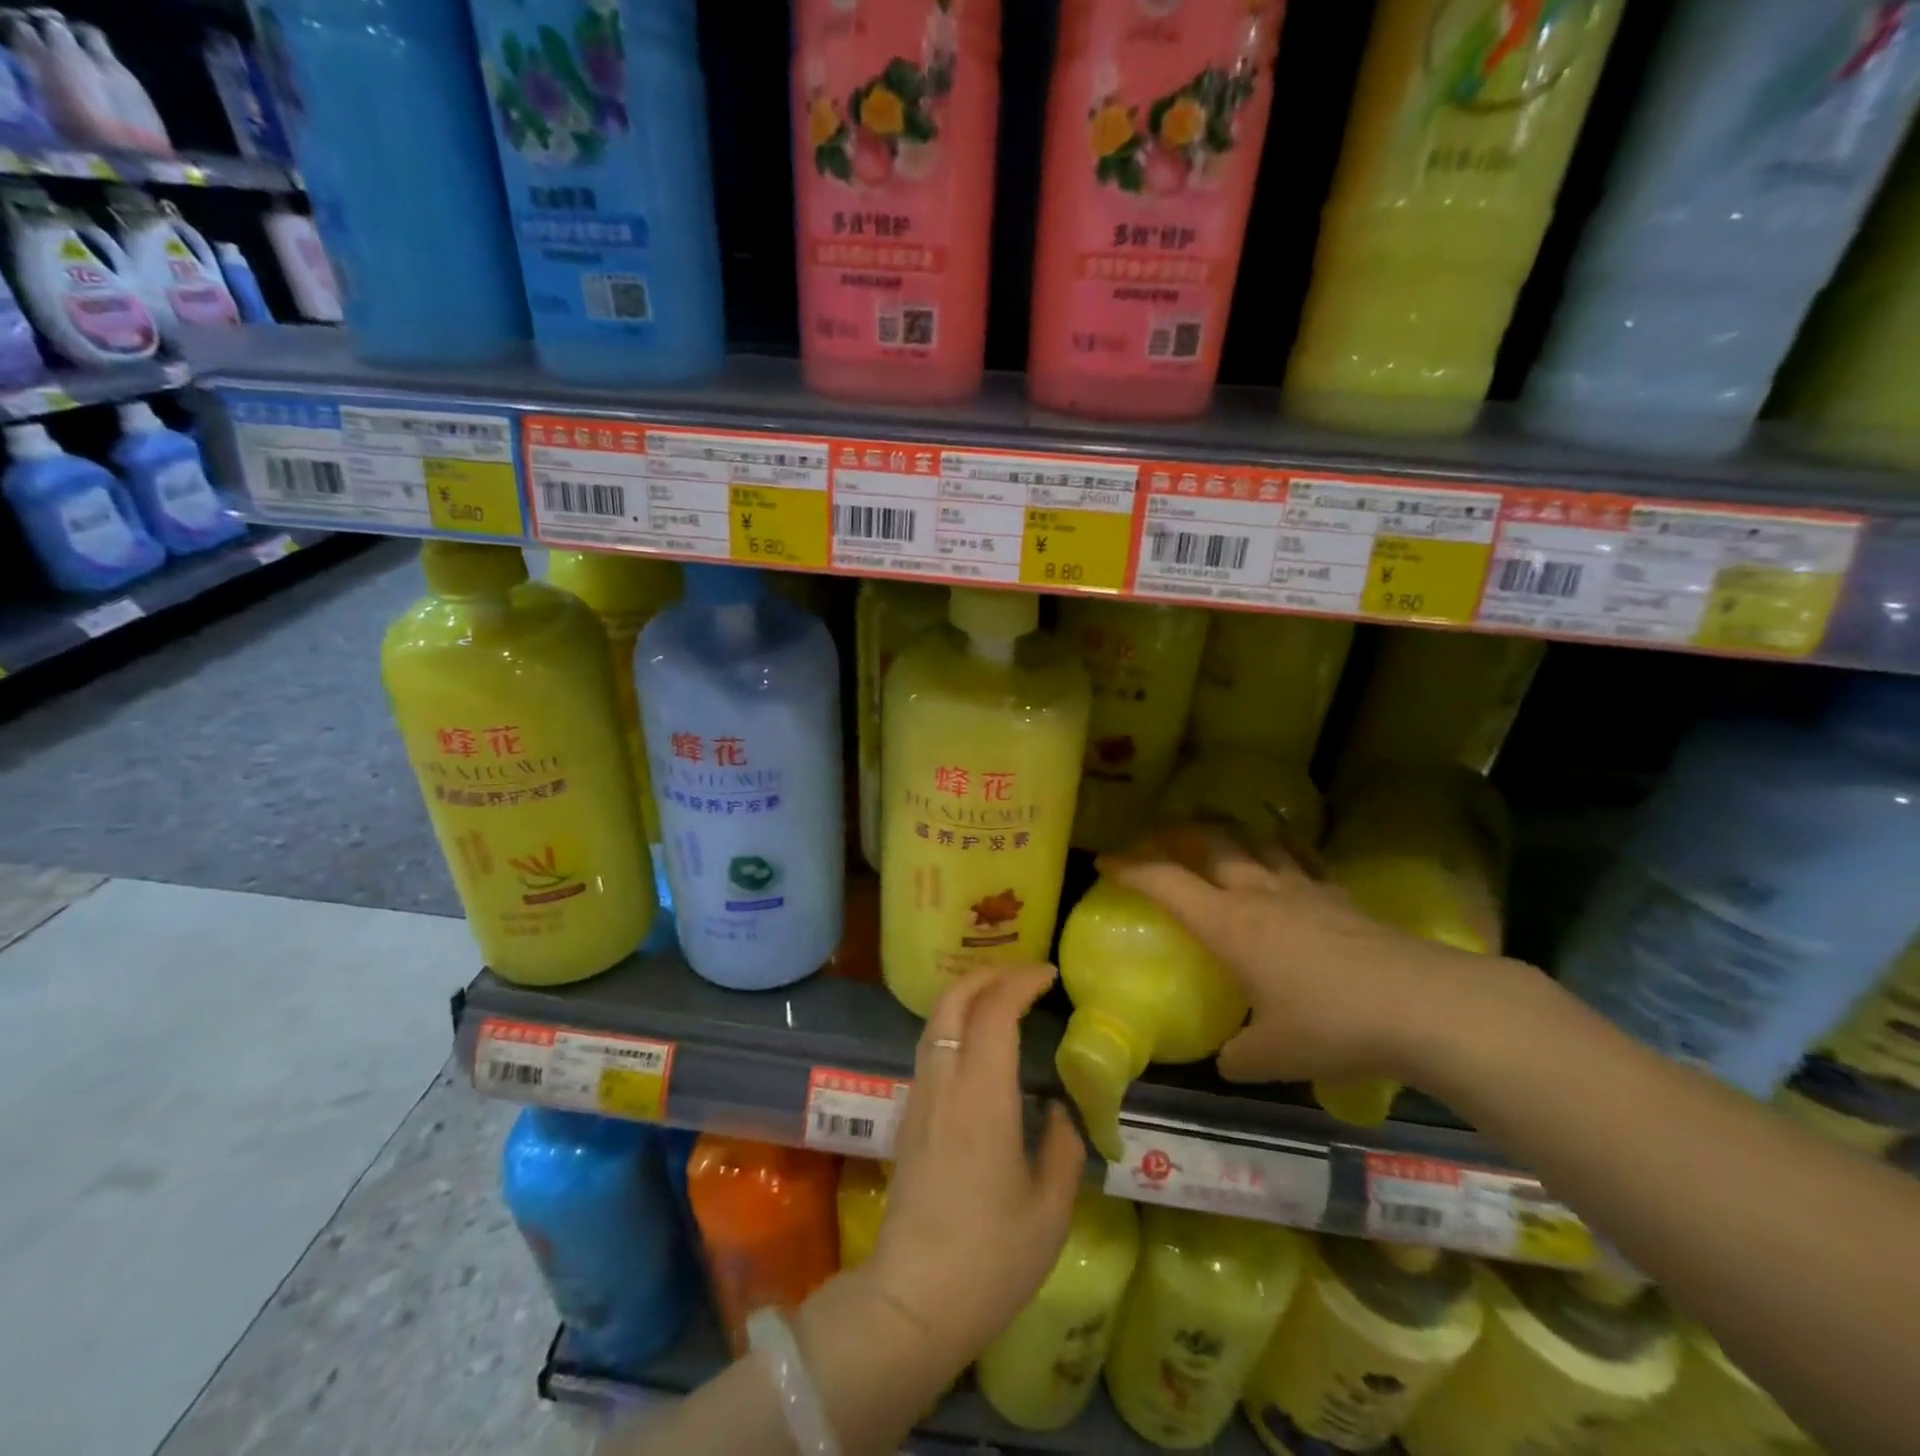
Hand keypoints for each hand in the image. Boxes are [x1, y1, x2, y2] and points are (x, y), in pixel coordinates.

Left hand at [860, 965, 1086, 1378]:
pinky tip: (978, 1042)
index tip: (1048, 975)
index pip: (993, 1012)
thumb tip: (1055, 1109)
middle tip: (1025, 976)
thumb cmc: (990, 1259)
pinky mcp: (909, 1117)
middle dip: (988, 975)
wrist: (912, 1302)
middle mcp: (944, 1084)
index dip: (1020, 982)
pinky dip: (954, 1022)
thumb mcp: (1050, 1209)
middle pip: (952, 1001)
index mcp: (982, 1098)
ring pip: (935, 1021)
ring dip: (968, 995)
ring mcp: (920, 1098)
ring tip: (1003, 998)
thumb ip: (1061, 1146)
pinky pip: (930, 1047)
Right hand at [1099, 823, 1496, 1086]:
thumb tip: (1228, 1060)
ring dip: (1226, 830)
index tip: (1105, 862)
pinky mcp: (1339, 896)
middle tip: (1153, 837)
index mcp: (1228, 925)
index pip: (1165, 883)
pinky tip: (1281, 845)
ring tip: (1212, 829)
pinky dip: (1281, 845)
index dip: (1130, 868)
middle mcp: (1258, 895)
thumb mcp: (1272, 1056)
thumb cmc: (1332, 1026)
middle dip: (1173, 834)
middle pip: (1208, 843)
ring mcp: (1302, 889)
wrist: (1422, 1005)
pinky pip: (1300, 857)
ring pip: (1253, 841)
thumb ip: (1239, 1057)